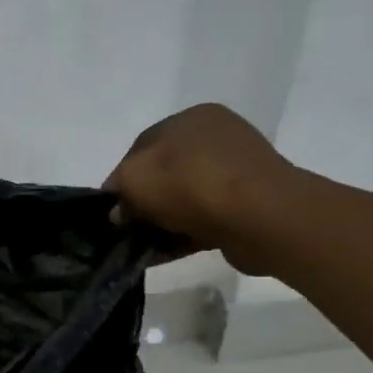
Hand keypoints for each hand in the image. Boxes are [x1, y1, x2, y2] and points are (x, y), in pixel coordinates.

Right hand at [104, 104, 303, 273]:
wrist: (261, 217)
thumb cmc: (191, 184)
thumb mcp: (133, 179)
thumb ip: (118, 190)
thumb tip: (121, 211)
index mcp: (191, 118)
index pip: (141, 148)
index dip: (120, 180)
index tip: (111, 211)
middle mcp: (216, 138)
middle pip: (163, 174)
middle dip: (143, 203)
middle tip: (128, 230)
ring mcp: (236, 171)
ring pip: (184, 198)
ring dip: (162, 222)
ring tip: (144, 247)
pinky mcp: (249, 204)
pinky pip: (205, 218)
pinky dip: (183, 234)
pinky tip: (163, 254)